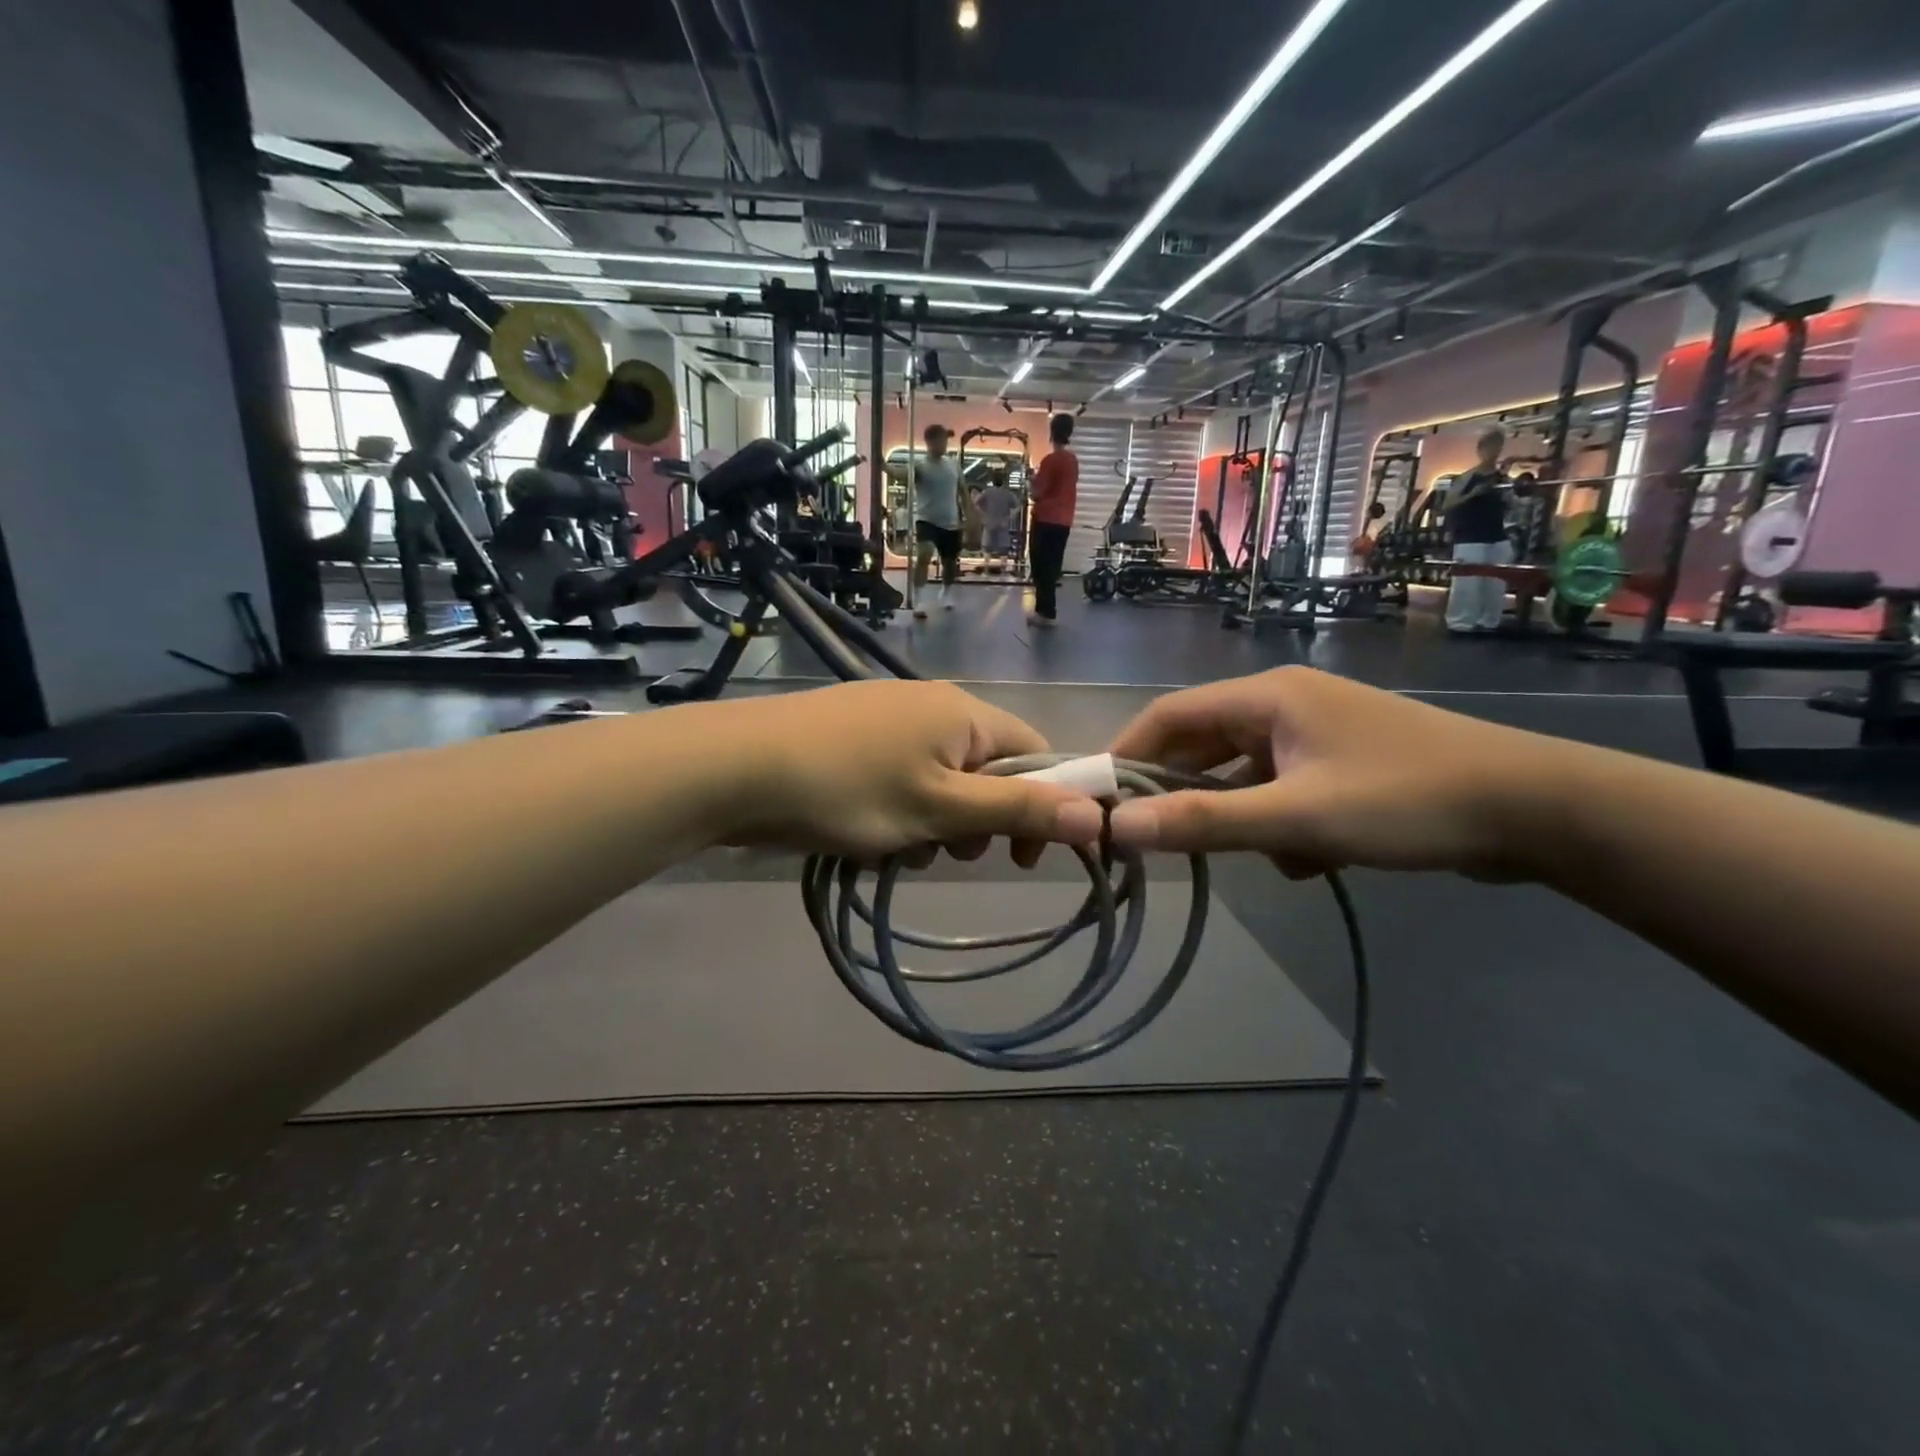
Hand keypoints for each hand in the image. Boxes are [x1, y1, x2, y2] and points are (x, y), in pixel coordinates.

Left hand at [717, 681, 1104, 859]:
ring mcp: (888, 717)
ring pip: (941, 780)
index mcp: (964, 713)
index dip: (1042, 804)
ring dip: (935, 822)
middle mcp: (933, 704)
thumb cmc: (849, 789)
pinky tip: (869, 834)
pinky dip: (899, 809)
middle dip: (977, 819)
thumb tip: (1097, 813)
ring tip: (901, 847)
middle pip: (987, 769)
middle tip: (948, 851)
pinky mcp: (853, 734)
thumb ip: (1017, 809)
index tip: (1021, 855)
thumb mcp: (941, 809)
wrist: (736, 768)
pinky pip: (902, 776)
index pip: (1036, 752)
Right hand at [1105, 668, 1569, 879]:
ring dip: (1237, 815)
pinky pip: (1282, 790)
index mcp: (1267, 697)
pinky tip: (1307, 858)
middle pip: (1204, 744)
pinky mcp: (1342, 764)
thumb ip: (1205, 823)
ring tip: (1249, 856)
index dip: (1126, 754)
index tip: (1099, 800)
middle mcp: (1285, 705)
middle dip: (1181, 793)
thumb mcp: (1297, 818)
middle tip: (1153, 839)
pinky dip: (1279, 823)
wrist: (1537, 810)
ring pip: (1244, 773)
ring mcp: (1316, 734)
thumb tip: (1119, 830)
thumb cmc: (1407, 801)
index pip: (1169, 715)